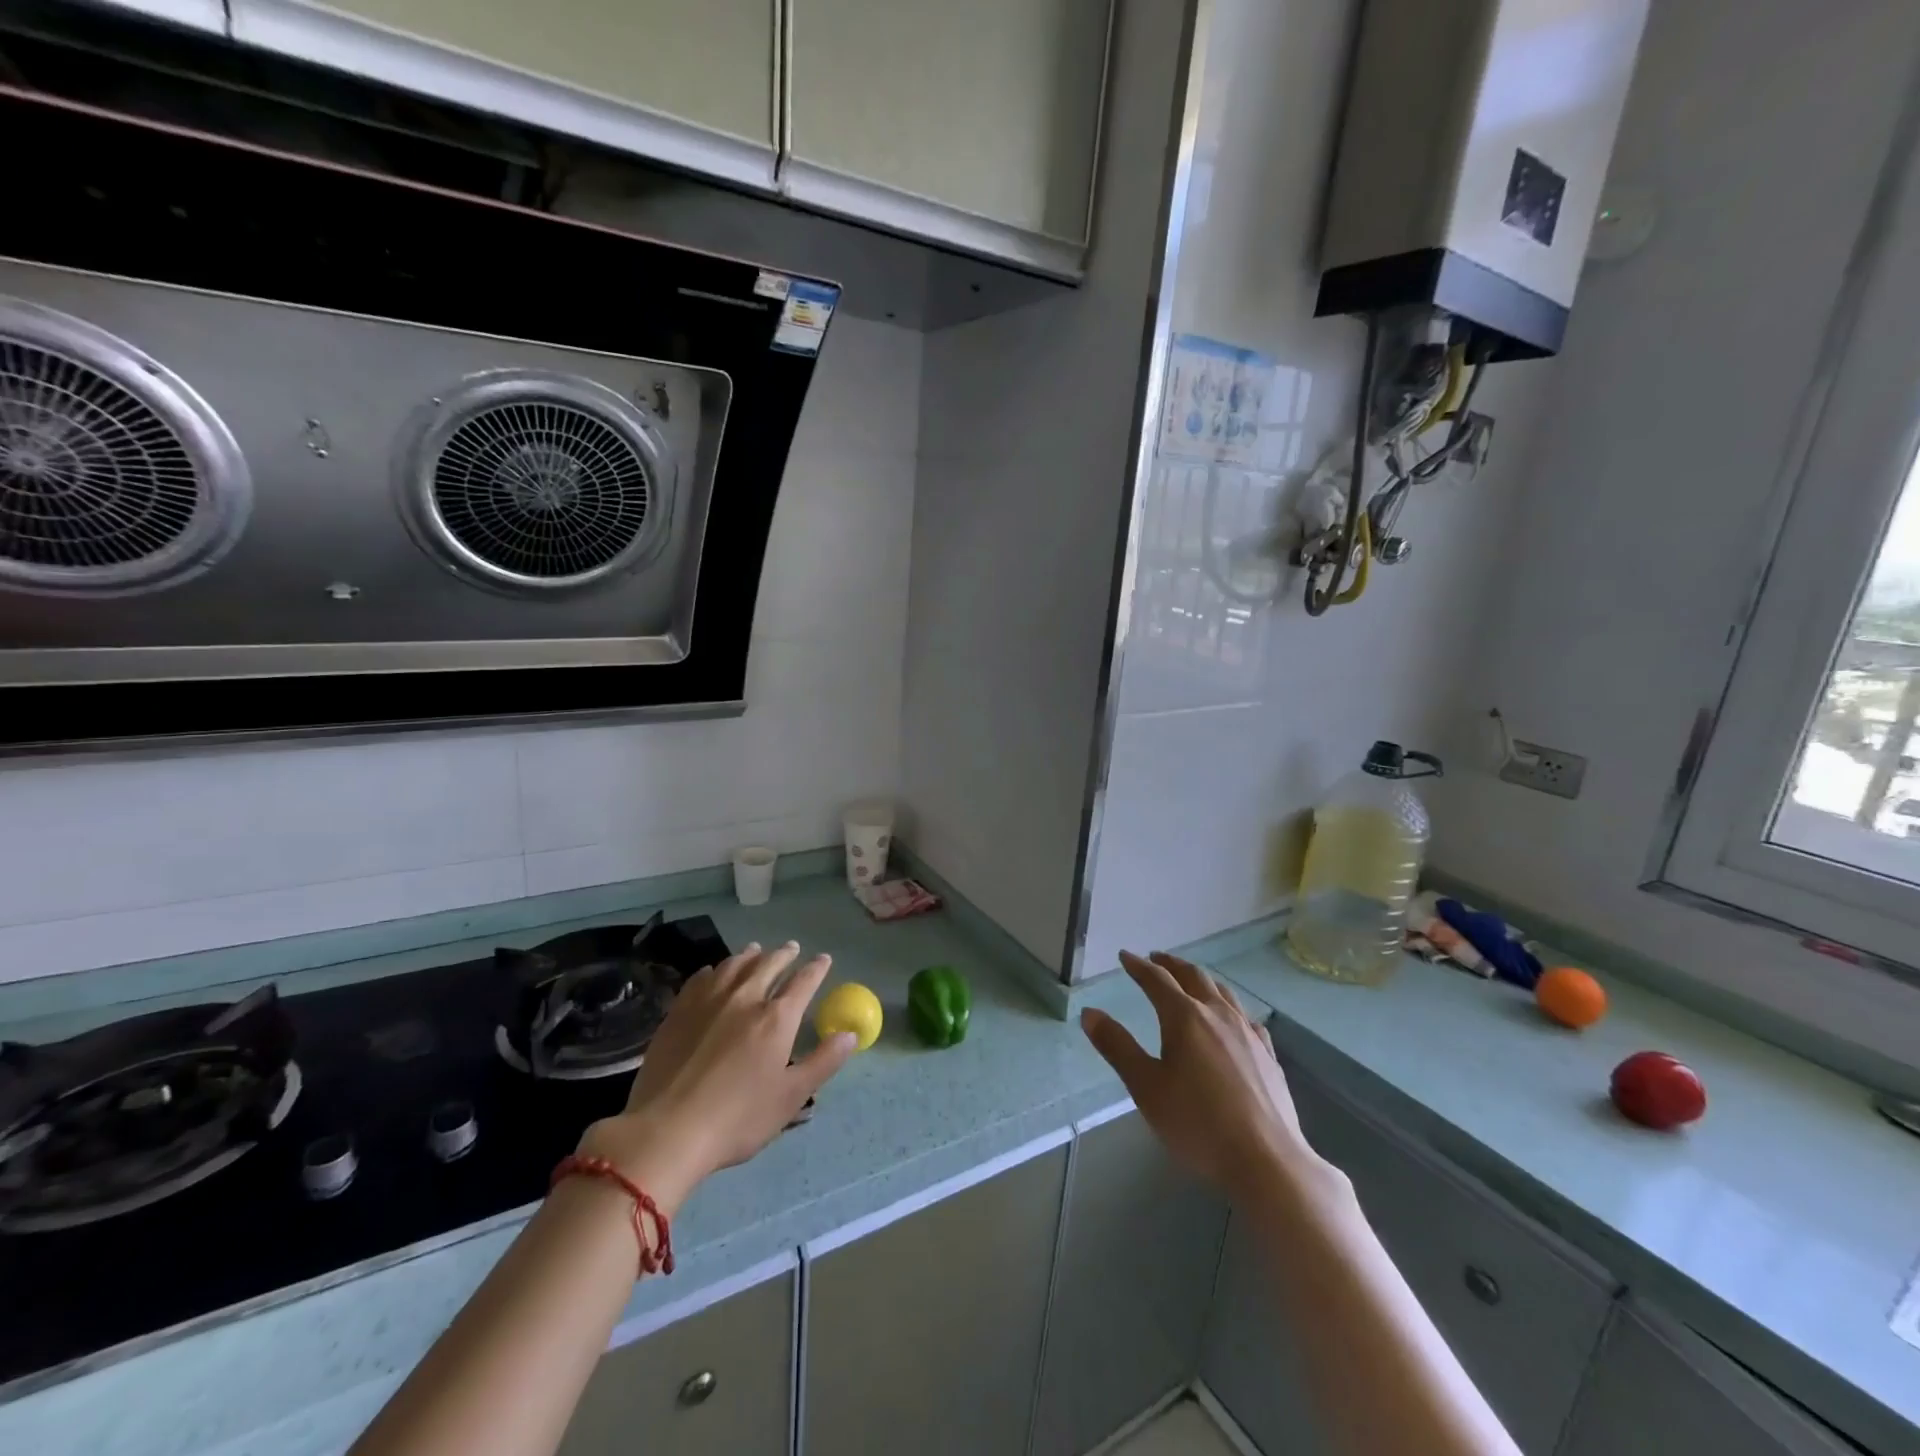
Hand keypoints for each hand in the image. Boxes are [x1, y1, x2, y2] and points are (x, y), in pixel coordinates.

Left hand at [576, 941, 855, 1210]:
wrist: (668, 1130)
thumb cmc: (738, 1118)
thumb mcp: (791, 1097)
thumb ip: (823, 1062)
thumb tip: (851, 1034)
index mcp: (777, 1018)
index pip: (803, 982)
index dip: (817, 969)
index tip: (824, 959)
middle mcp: (746, 998)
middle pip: (769, 965)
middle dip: (784, 954)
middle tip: (792, 948)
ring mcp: (709, 1001)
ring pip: (735, 965)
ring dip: (751, 955)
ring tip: (756, 950)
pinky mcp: (679, 1011)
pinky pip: (702, 978)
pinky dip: (716, 969)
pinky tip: (715, 972)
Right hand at [1081, 951, 1317, 1199]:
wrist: (1266, 1159)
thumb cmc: (1197, 1123)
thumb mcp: (1146, 1087)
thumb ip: (1117, 1047)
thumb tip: (1090, 1013)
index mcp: (1184, 1017)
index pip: (1157, 980)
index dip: (1139, 966)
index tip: (1125, 957)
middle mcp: (1217, 1014)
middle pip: (1193, 977)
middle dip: (1171, 964)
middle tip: (1156, 959)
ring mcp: (1247, 1032)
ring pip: (1222, 991)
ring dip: (1200, 979)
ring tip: (1190, 979)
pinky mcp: (1268, 1054)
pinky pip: (1245, 1016)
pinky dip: (1229, 1005)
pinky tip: (1231, 1017)